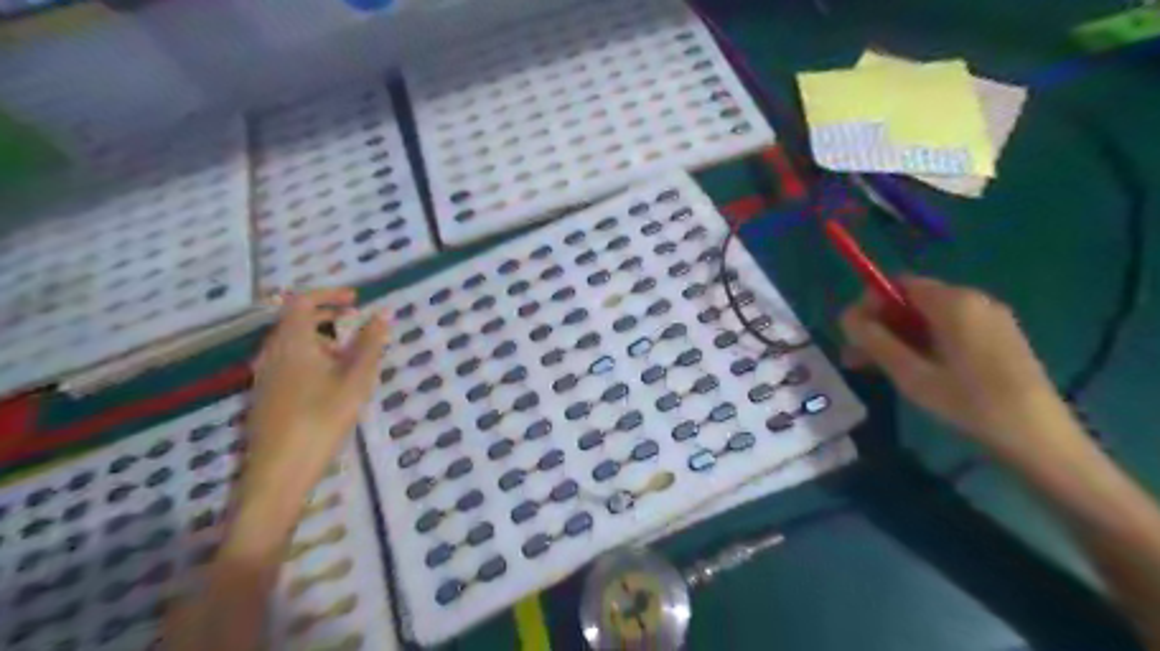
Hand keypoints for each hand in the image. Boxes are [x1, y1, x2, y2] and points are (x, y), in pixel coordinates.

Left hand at [235, 286, 388, 546]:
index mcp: (292, 343)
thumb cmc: (321, 419)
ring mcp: (265, 376)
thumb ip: (370, 344)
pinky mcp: (265, 397)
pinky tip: (329, 383)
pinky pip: (288, 363)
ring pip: (291, 344)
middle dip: (326, 316)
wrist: (279, 472)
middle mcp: (272, 353)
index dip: (329, 294)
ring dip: (320, 339)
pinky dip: (310, 358)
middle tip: (356, 321)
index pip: (303, 302)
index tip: (356, 299)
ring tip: (349, 355)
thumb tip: (384, 313)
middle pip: (295, 322)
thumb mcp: (355, 379)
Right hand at [845, 275, 1067, 446]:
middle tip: (857, 359)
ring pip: (929, 319)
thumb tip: (846, 316)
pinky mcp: (1000, 339)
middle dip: (881, 326)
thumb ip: (875, 341)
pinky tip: (913, 372)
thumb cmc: (969, 404)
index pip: (898, 285)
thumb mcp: (911, 374)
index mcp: (954, 302)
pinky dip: (925, 344)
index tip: (853, 336)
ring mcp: (991, 319)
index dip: (870, 305)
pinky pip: (950, 331)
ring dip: (899, 338)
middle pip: (913, 302)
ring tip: (878, 370)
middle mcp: (975, 300)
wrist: (1040, 440)